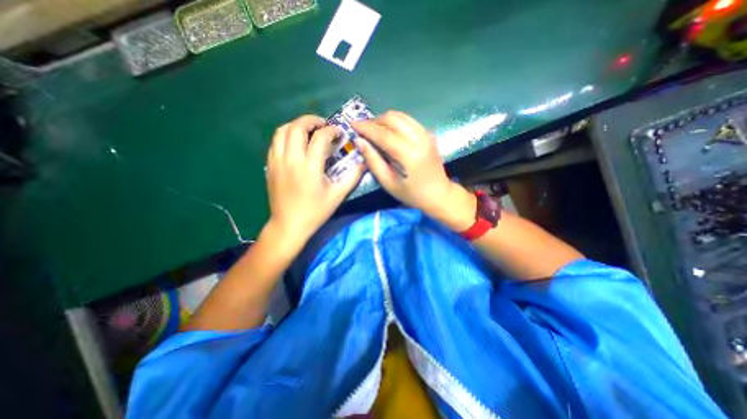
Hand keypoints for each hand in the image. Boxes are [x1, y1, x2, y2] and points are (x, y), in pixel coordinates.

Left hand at [265, 115, 365, 248]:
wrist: (289, 225)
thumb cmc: (316, 212)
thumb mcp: (338, 195)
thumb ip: (353, 177)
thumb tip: (365, 162)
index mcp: (310, 167)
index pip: (320, 137)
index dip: (331, 130)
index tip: (339, 133)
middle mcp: (291, 159)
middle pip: (297, 127)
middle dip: (311, 120)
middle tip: (323, 125)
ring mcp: (277, 161)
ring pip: (282, 131)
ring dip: (296, 125)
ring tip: (308, 130)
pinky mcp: (270, 166)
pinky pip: (275, 142)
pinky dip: (286, 135)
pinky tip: (295, 143)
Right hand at [350, 112, 471, 228]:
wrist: (439, 194)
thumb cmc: (412, 194)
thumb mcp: (388, 182)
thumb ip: (373, 160)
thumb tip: (359, 141)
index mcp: (408, 153)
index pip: (383, 133)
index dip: (366, 127)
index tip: (352, 124)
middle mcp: (419, 138)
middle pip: (392, 118)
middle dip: (374, 121)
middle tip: (363, 130)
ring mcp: (426, 134)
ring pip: (401, 116)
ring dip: (384, 120)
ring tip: (374, 130)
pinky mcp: (428, 134)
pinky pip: (409, 121)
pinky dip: (395, 122)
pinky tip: (389, 132)